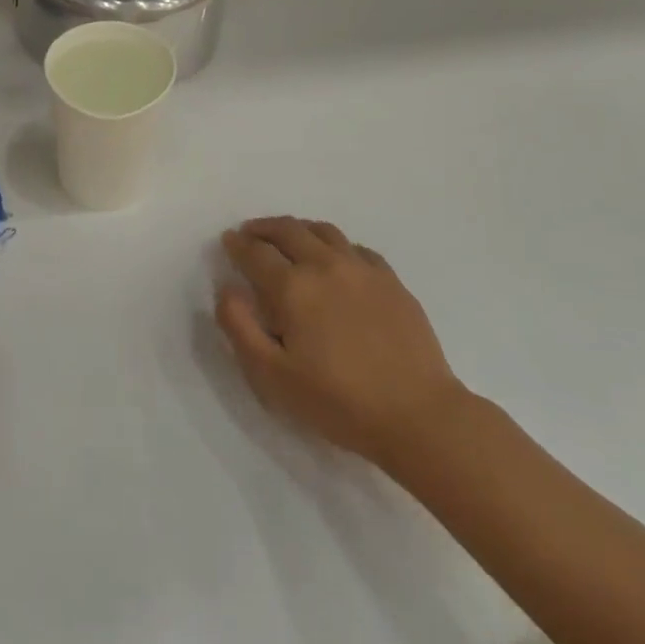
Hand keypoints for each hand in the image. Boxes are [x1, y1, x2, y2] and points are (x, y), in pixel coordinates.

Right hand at [216, 217, 468, 471]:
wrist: (417, 415)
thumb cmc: (337, 401)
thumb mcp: (272, 376)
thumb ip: (240, 327)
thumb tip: (227, 289)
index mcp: (293, 287)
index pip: (256, 252)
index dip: (237, 244)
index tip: (228, 240)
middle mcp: (325, 265)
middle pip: (289, 230)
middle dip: (263, 228)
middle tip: (251, 232)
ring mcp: (362, 269)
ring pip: (323, 231)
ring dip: (298, 229)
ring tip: (289, 238)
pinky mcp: (391, 280)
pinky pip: (356, 248)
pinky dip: (335, 245)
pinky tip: (335, 259)